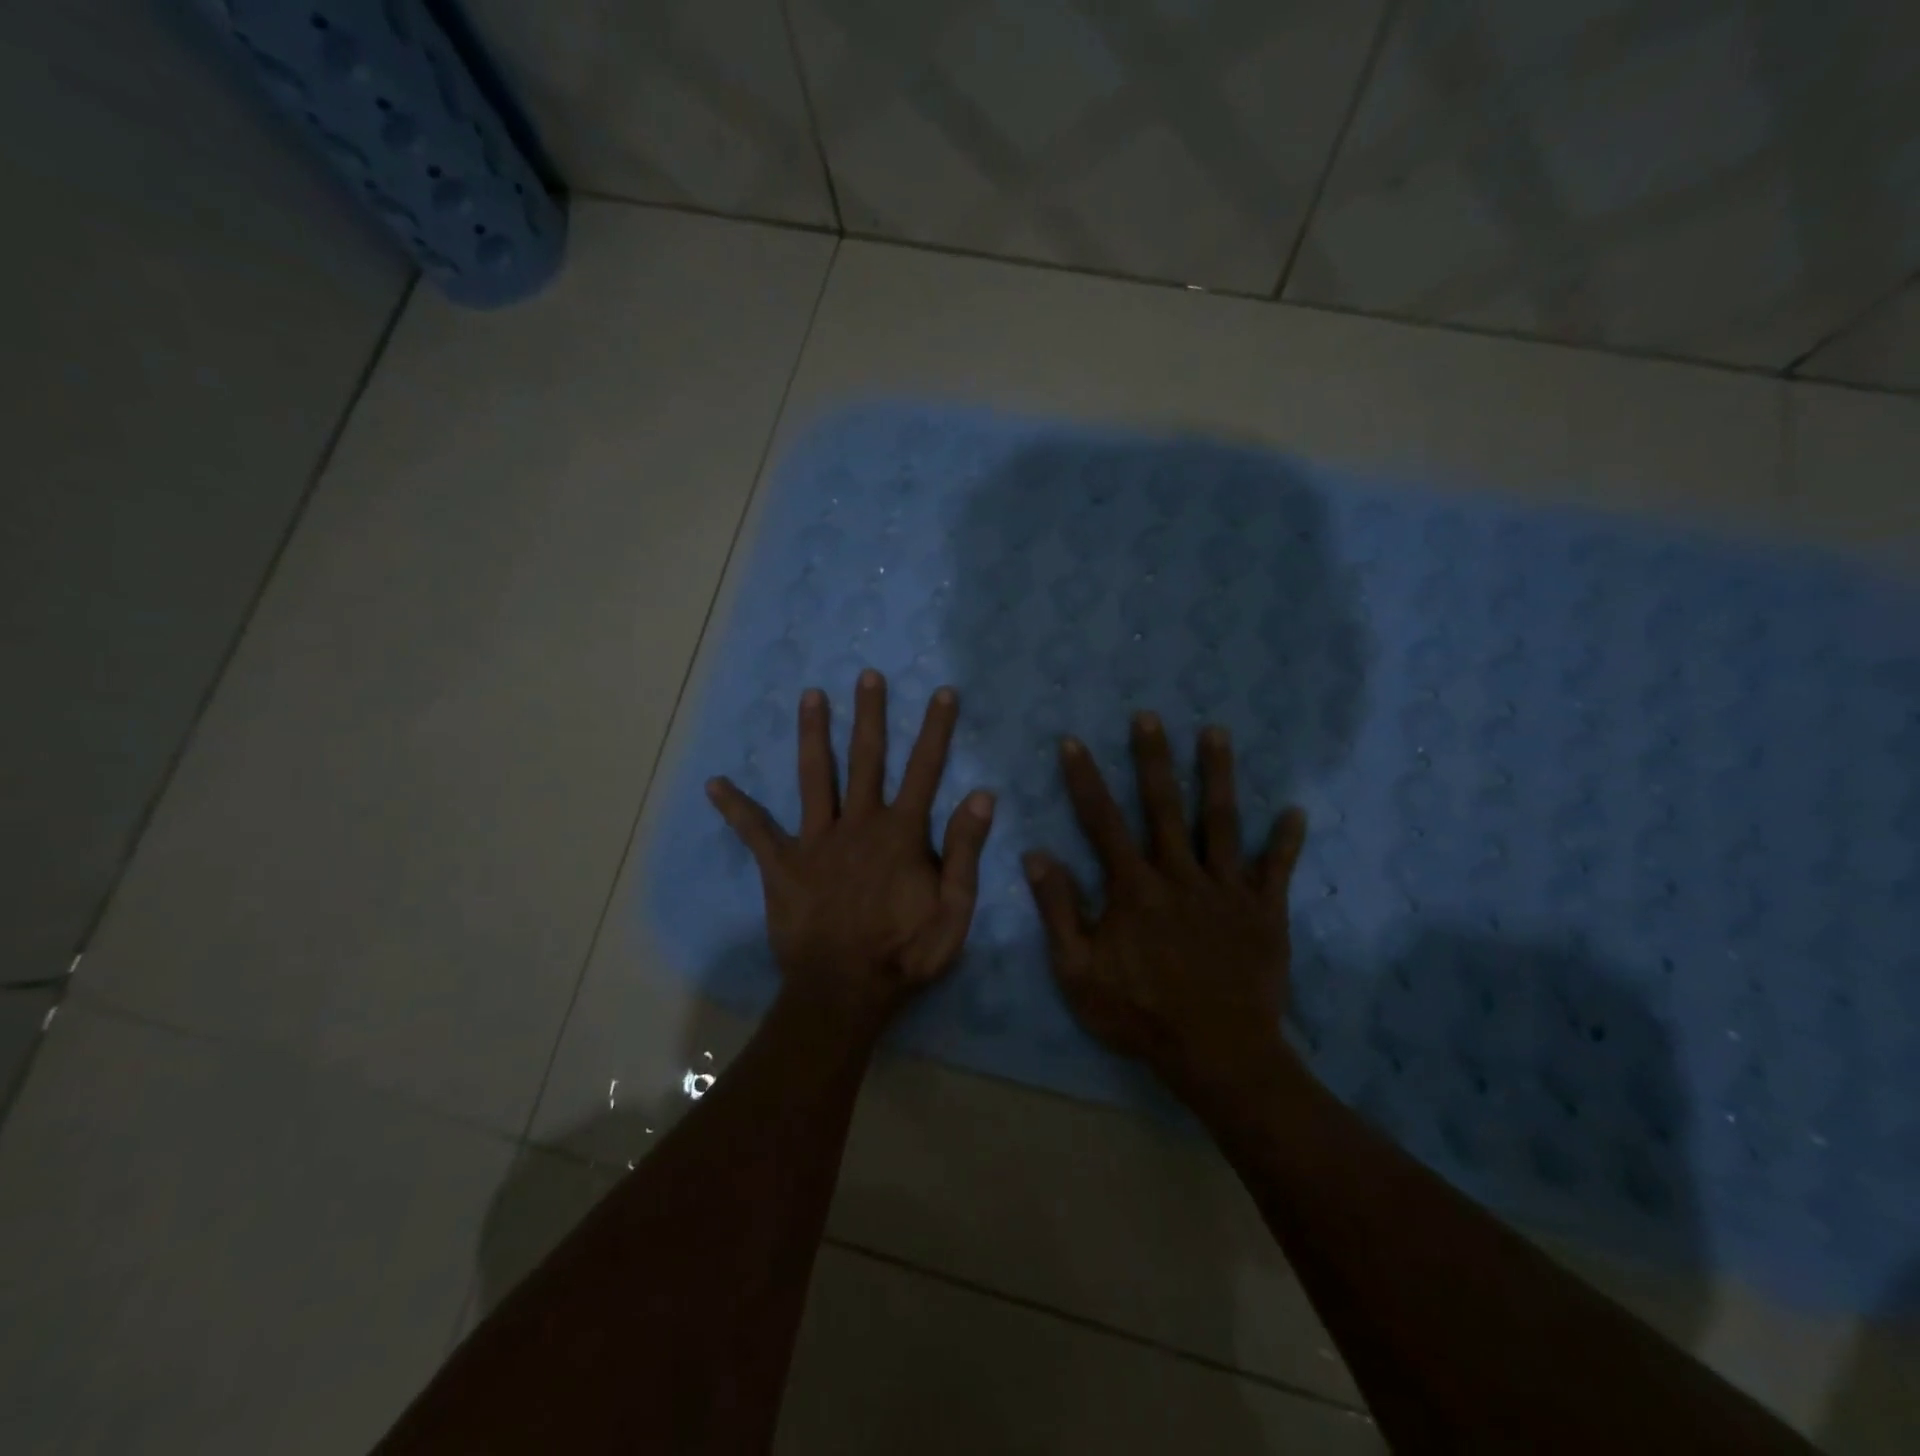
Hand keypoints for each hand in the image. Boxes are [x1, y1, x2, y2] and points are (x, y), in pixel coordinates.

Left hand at [707, 670, 995, 1024]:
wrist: (844, 991)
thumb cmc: (905, 952)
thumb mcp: (954, 909)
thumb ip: (964, 850)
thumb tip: (981, 794)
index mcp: (900, 832)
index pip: (924, 770)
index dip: (936, 730)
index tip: (942, 692)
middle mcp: (858, 823)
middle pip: (866, 758)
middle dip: (869, 715)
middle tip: (867, 675)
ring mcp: (816, 841)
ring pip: (815, 776)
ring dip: (814, 734)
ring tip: (809, 695)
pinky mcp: (782, 865)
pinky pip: (756, 832)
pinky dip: (736, 808)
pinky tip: (714, 784)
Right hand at [1023, 713, 1307, 1106]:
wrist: (1217, 1054)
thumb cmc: (1140, 1014)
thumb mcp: (1078, 971)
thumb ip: (1058, 910)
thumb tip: (1035, 855)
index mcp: (1133, 888)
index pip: (1102, 822)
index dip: (1085, 780)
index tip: (1073, 742)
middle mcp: (1179, 875)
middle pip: (1164, 806)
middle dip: (1153, 758)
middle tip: (1150, 716)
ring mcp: (1226, 890)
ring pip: (1222, 822)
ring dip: (1218, 775)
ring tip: (1217, 732)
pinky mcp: (1263, 912)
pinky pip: (1275, 869)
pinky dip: (1285, 841)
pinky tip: (1295, 811)